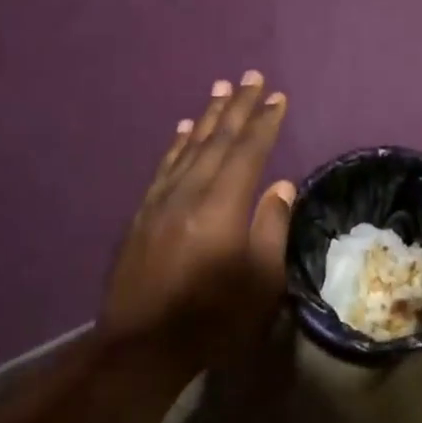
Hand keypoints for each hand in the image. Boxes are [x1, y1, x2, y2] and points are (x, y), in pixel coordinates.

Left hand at [102, 72, 293, 368]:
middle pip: (216, 140)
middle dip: (237, 107)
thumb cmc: (213, 318)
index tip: (276, 96)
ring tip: (219, 90)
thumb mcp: (261, 281)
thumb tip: (279, 186)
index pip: (248, 152)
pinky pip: (163, 167)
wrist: (141, 346)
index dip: (264, 122)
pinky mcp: (142, 215)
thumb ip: (271, 228)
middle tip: (250, 76)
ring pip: (187, 147)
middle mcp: (188, 192)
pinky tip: (182, 130)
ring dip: (206, 117)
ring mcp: (160, 201)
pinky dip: (176, 144)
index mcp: (221, 206)